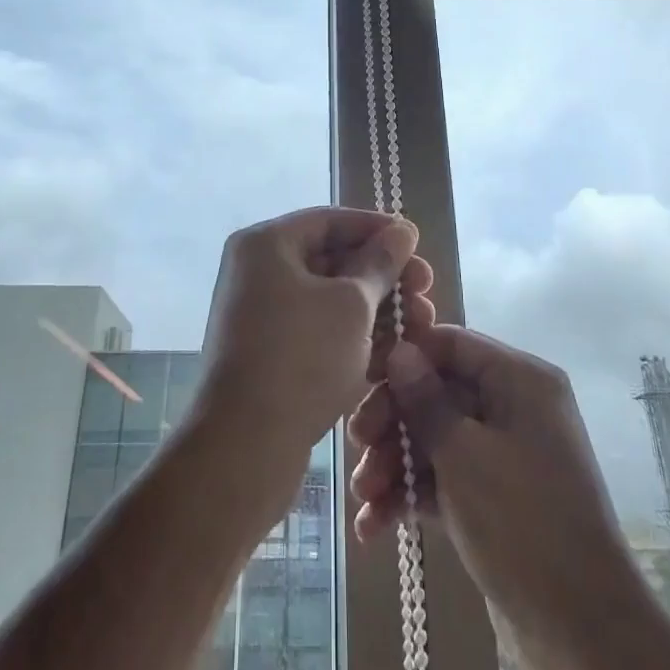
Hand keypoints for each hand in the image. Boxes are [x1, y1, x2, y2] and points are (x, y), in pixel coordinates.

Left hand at [193, 207, 434, 517]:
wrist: (244, 448)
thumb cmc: (300, 359)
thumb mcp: (351, 305)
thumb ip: (380, 264)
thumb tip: (402, 230)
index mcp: (266, 244)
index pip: (329, 220)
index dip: (377, 228)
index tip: (416, 242)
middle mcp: (258, 272)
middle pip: (331, 259)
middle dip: (383, 275)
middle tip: (426, 288)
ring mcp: (262, 315)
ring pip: (329, 300)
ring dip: (376, 309)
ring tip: (422, 323)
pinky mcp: (270, 355)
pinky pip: (318, 331)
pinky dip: (353, 337)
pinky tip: (394, 353)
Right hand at [348, 325, 633, 646]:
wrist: (584, 638)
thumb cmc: (523, 524)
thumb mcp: (464, 455)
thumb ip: (425, 399)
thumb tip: (400, 349)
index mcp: (520, 381)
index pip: (451, 345)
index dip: (405, 357)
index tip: (362, 379)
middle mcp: (514, 409)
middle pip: (438, 393)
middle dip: (393, 420)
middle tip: (356, 445)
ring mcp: (504, 457)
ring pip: (436, 439)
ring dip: (395, 464)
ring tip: (362, 498)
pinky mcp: (494, 501)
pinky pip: (445, 480)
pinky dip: (413, 496)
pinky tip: (374, 525)